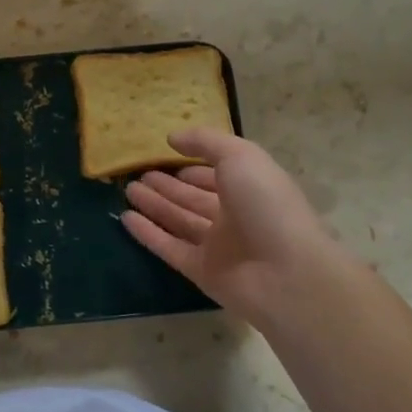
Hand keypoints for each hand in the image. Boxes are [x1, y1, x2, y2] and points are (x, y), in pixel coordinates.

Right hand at [122, 129, 363, 328]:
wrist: (286, 273)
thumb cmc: (267, 204)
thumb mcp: (240, 156)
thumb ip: (206, 142)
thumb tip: (172, 138)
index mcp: (250, 187)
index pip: (216, 174)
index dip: (193, 167)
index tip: (164, 156)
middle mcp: (235, 216)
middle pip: (193, 198)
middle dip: (168, 186)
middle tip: (137, 174)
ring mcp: (218, 246)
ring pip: (179, 221)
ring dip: (154, 205)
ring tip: (127, 190)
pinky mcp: (201, 271)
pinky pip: (169, 248)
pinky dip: (148, 234)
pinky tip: (125, 218)